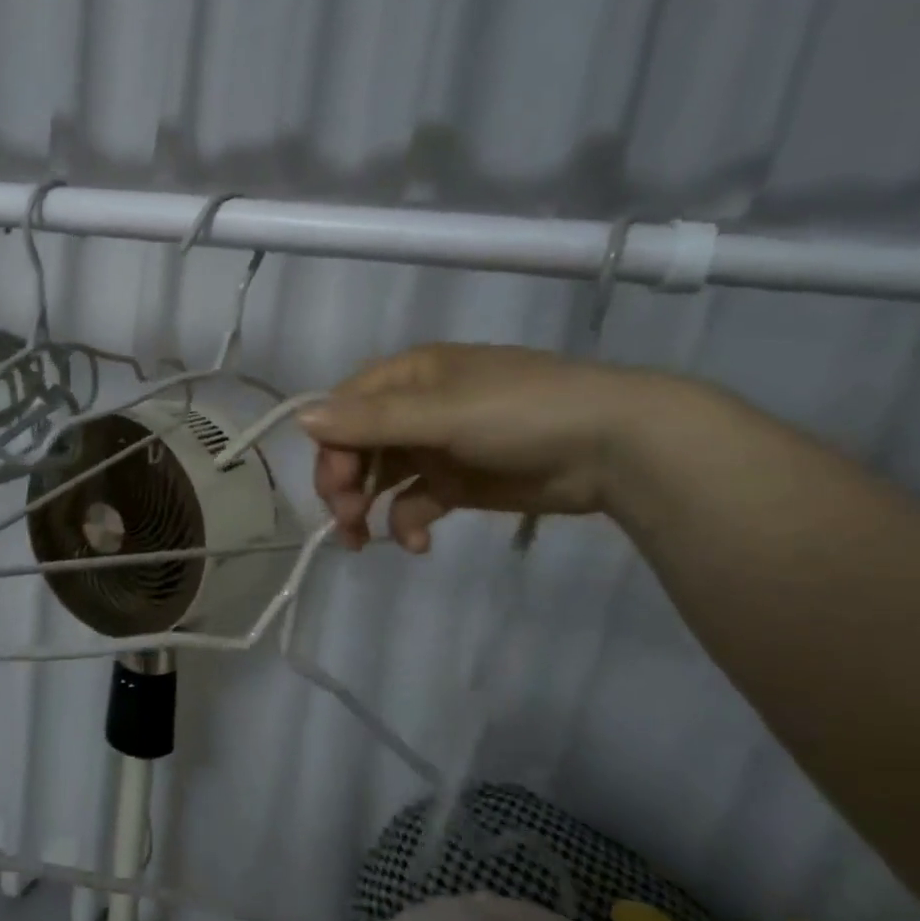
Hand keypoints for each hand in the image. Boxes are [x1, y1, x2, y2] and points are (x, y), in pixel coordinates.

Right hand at [299, 344, 662, 552]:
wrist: (620, 448)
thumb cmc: (524, 413)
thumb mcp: (442, 412)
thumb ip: (370, 420)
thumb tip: (299, 420)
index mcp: (408, 377)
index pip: (343, 410)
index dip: (330, 447)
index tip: (335, 485)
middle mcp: (413, 408)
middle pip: (355, 447)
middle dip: (344, 484)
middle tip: (346, 519)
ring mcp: (434, 446)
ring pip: (377, 478)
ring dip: (364, 508)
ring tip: (362, 540)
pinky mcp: (454, 483)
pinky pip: (412, 503)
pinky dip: (406, 524)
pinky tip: (417, 543)